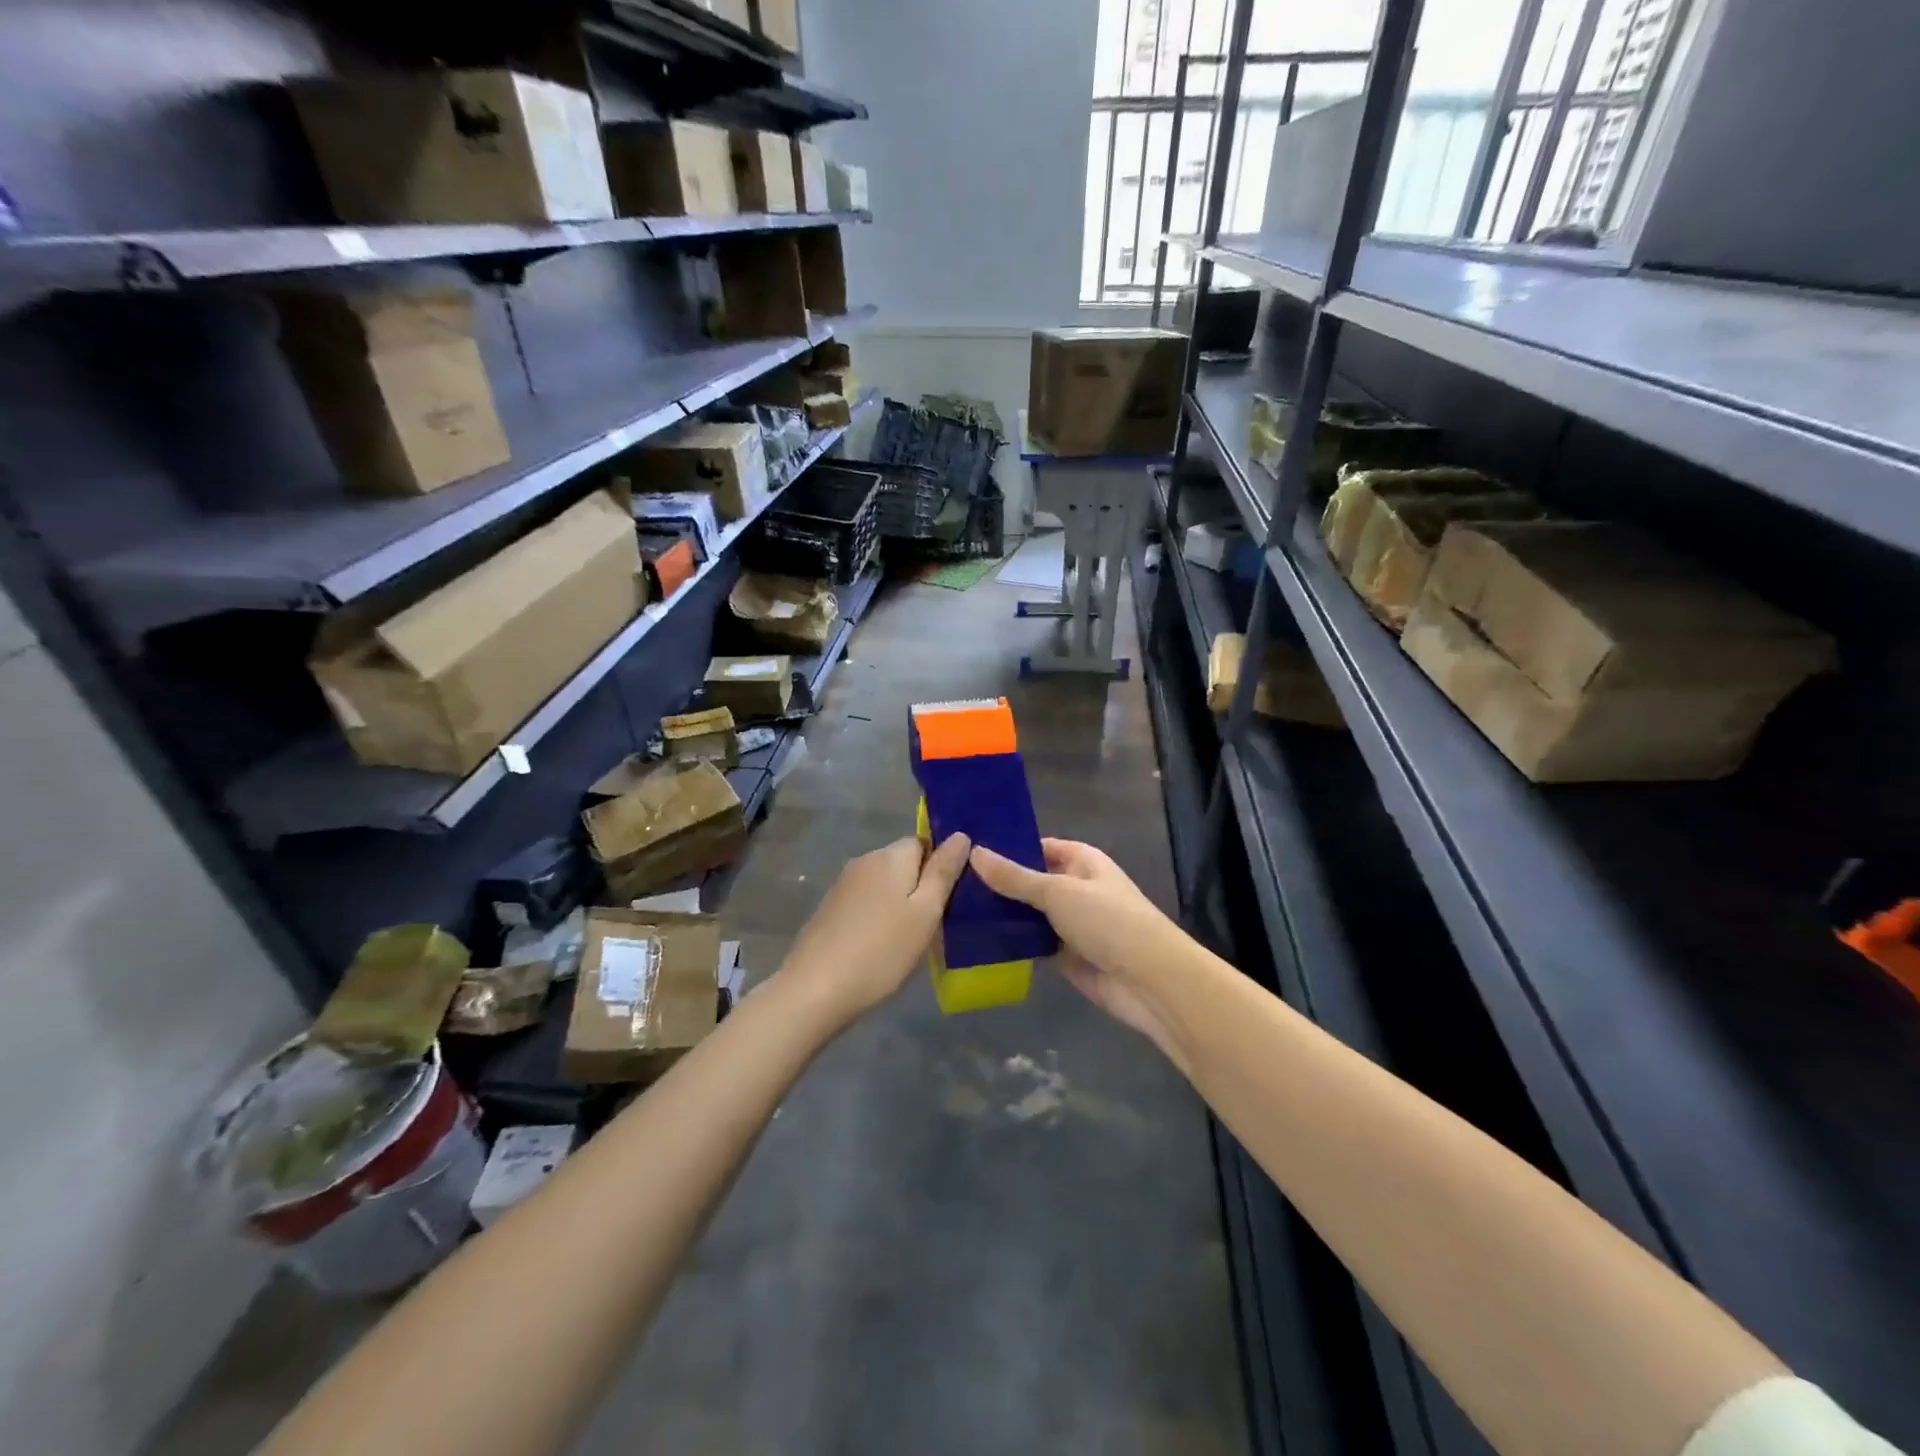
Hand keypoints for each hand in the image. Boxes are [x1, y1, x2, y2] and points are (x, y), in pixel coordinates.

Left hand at [777, 834, 971, 1023]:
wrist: (816, 989)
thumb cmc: (882, 950)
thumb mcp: (925, 912)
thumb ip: (943, 872)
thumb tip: (961, 835)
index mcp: (891, 855)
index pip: (924, 842)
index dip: (940, 867)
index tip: (949, 899)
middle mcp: (865, 860)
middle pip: (903, 862)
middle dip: (919, 886)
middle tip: (933, 924)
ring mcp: (843, 884)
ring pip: (884, 883)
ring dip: (898, 902)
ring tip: (909, 938)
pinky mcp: (830, 907)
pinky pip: (865, 901)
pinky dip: (877, 915)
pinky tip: (880, 944)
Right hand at [970, 839, 1192, 1067]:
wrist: (1149, 981)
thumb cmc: (1108, 921)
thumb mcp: (1058, 892)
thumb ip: (1015, 878)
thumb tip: (974, 852)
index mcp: (1082, 861)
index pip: (1038, 846)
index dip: (1007, 847)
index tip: (967, 849)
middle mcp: (1076, 888)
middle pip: (1030, 881)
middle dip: (998, 884)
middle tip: (951, 881)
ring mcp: (1071, 923)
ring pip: (1029, 914)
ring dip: (1002, 915)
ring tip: (954, 909)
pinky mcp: (1066, 956)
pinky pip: (1033, 944)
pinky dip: (1011, 943)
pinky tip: (976, 941)